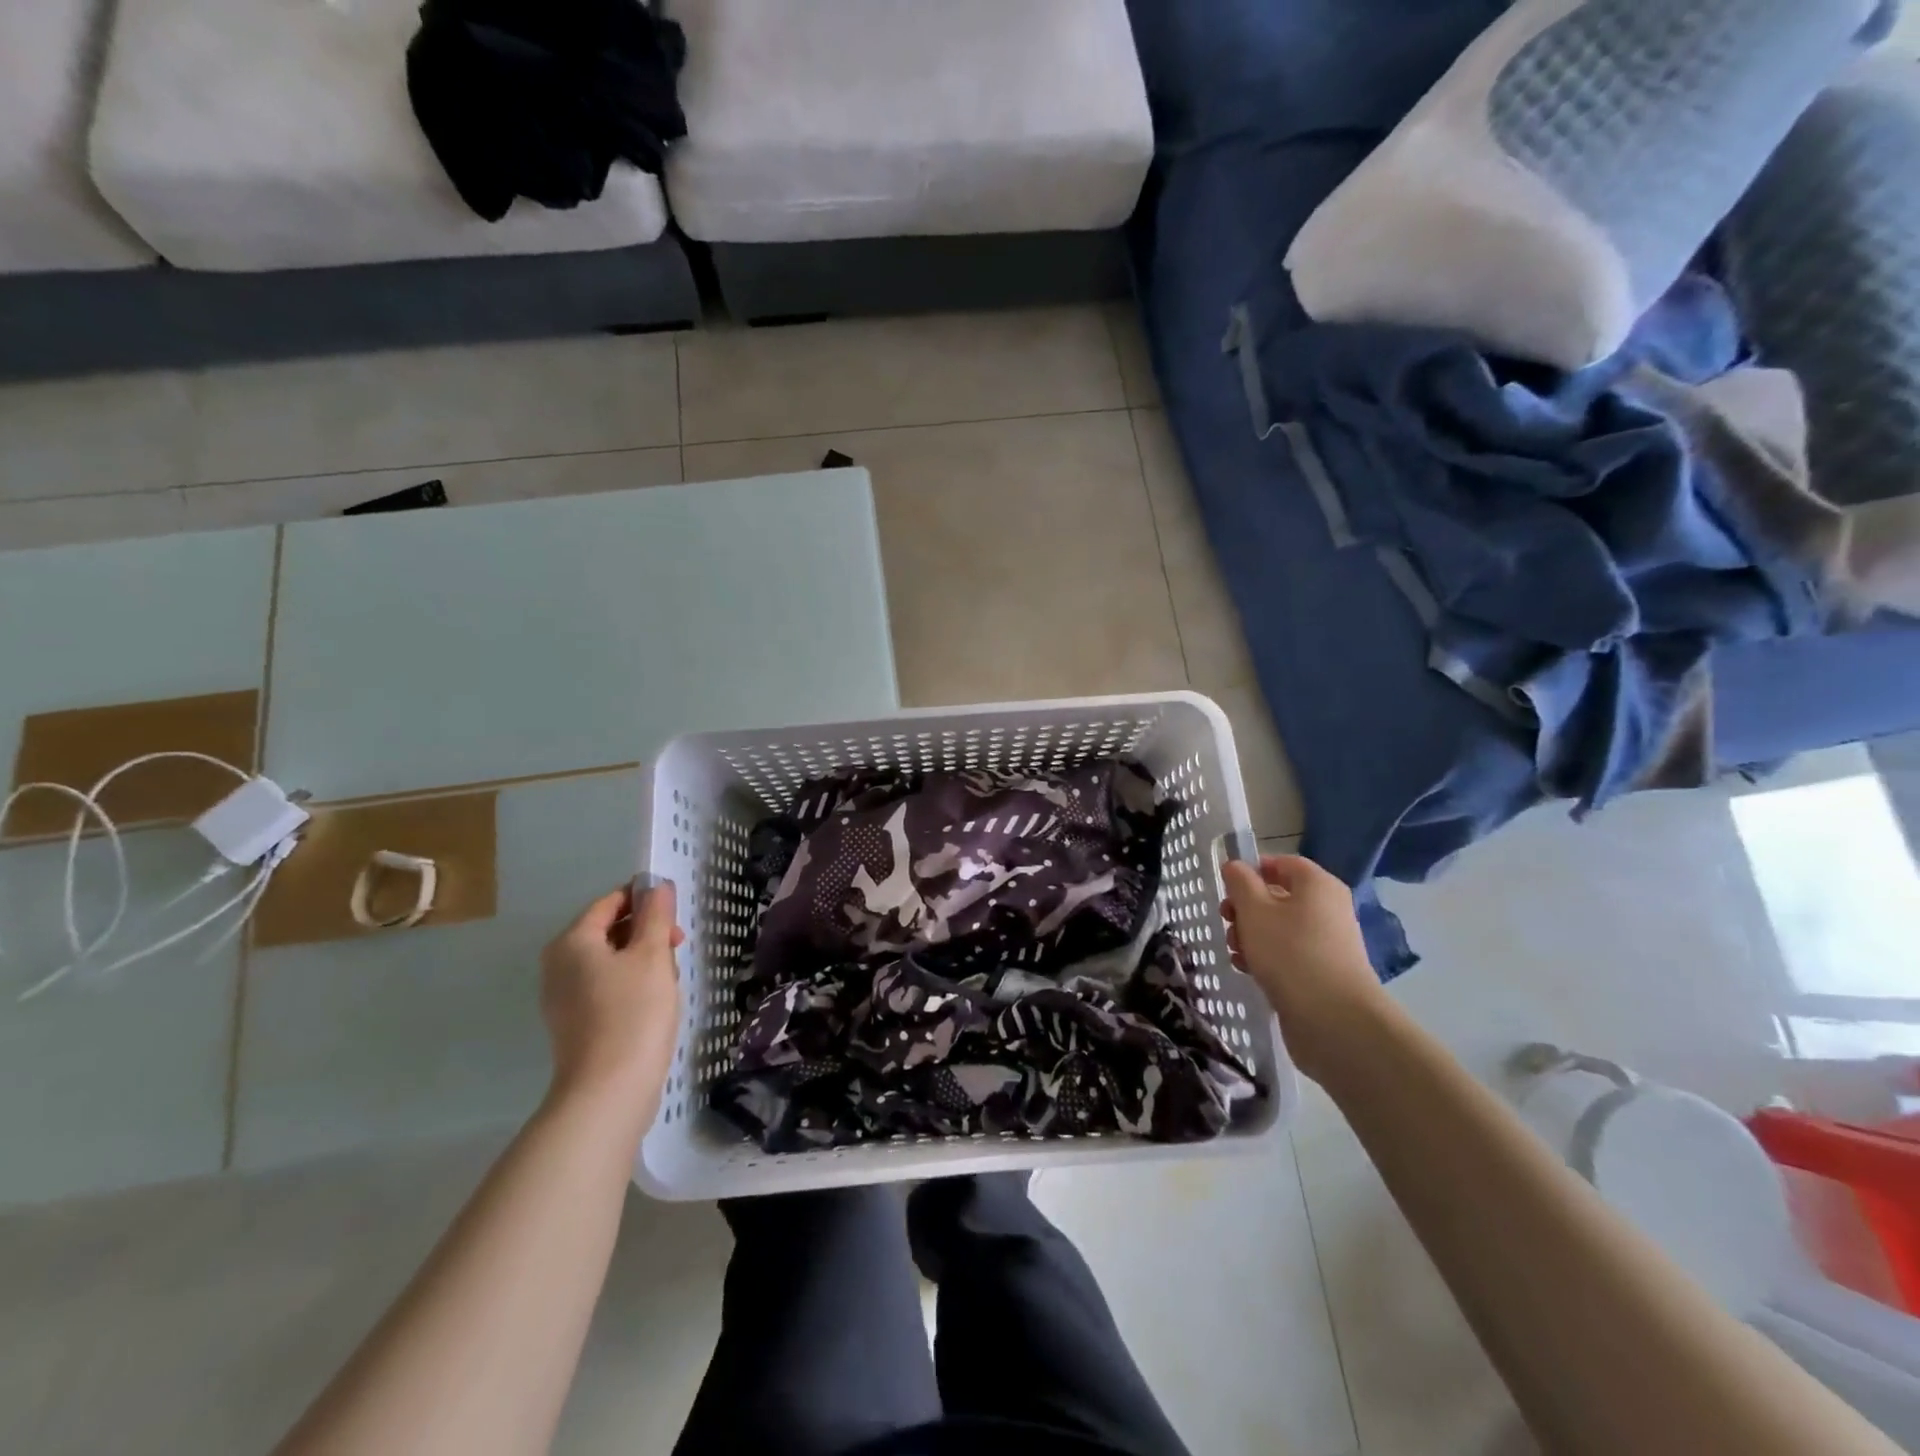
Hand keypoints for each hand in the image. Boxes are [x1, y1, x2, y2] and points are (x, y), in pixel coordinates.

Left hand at [539, 884, 684, 1119]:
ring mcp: (561, 997)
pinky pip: (604, 987)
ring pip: (609, 960)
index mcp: (572, 941)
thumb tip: (657, 885)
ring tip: (669, 979)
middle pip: (608, 931)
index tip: (675, 912)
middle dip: (646, 932)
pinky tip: (653, 1003)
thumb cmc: (634, 1013)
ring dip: (641, 960)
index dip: (644, 899)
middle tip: (678, 947)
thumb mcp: (653, 955)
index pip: (610, 902)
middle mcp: (558, 965)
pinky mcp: (572, 1024)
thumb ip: (656, 915)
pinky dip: (629, 985)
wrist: (609, 1091)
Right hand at [1221, 855, 1385, 1083]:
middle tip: (1226, 921)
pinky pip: (1288, 953)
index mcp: (1317, 885)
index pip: (1281, 863)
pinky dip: (1266, 957)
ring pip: (1279, 927)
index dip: (1251, 870)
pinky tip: (1247, 969)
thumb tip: (1235, 866)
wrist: (1333, 1019)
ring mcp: (1327, 942)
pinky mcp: (1322, 971)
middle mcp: (1327, 908)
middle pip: (1278, 896)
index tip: (1226, 887)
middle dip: (1245, 908)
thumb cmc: (1290, 952)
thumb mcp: (1254, 910)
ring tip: (1235, 951)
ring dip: (1251, 934)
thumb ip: (1240, 883)